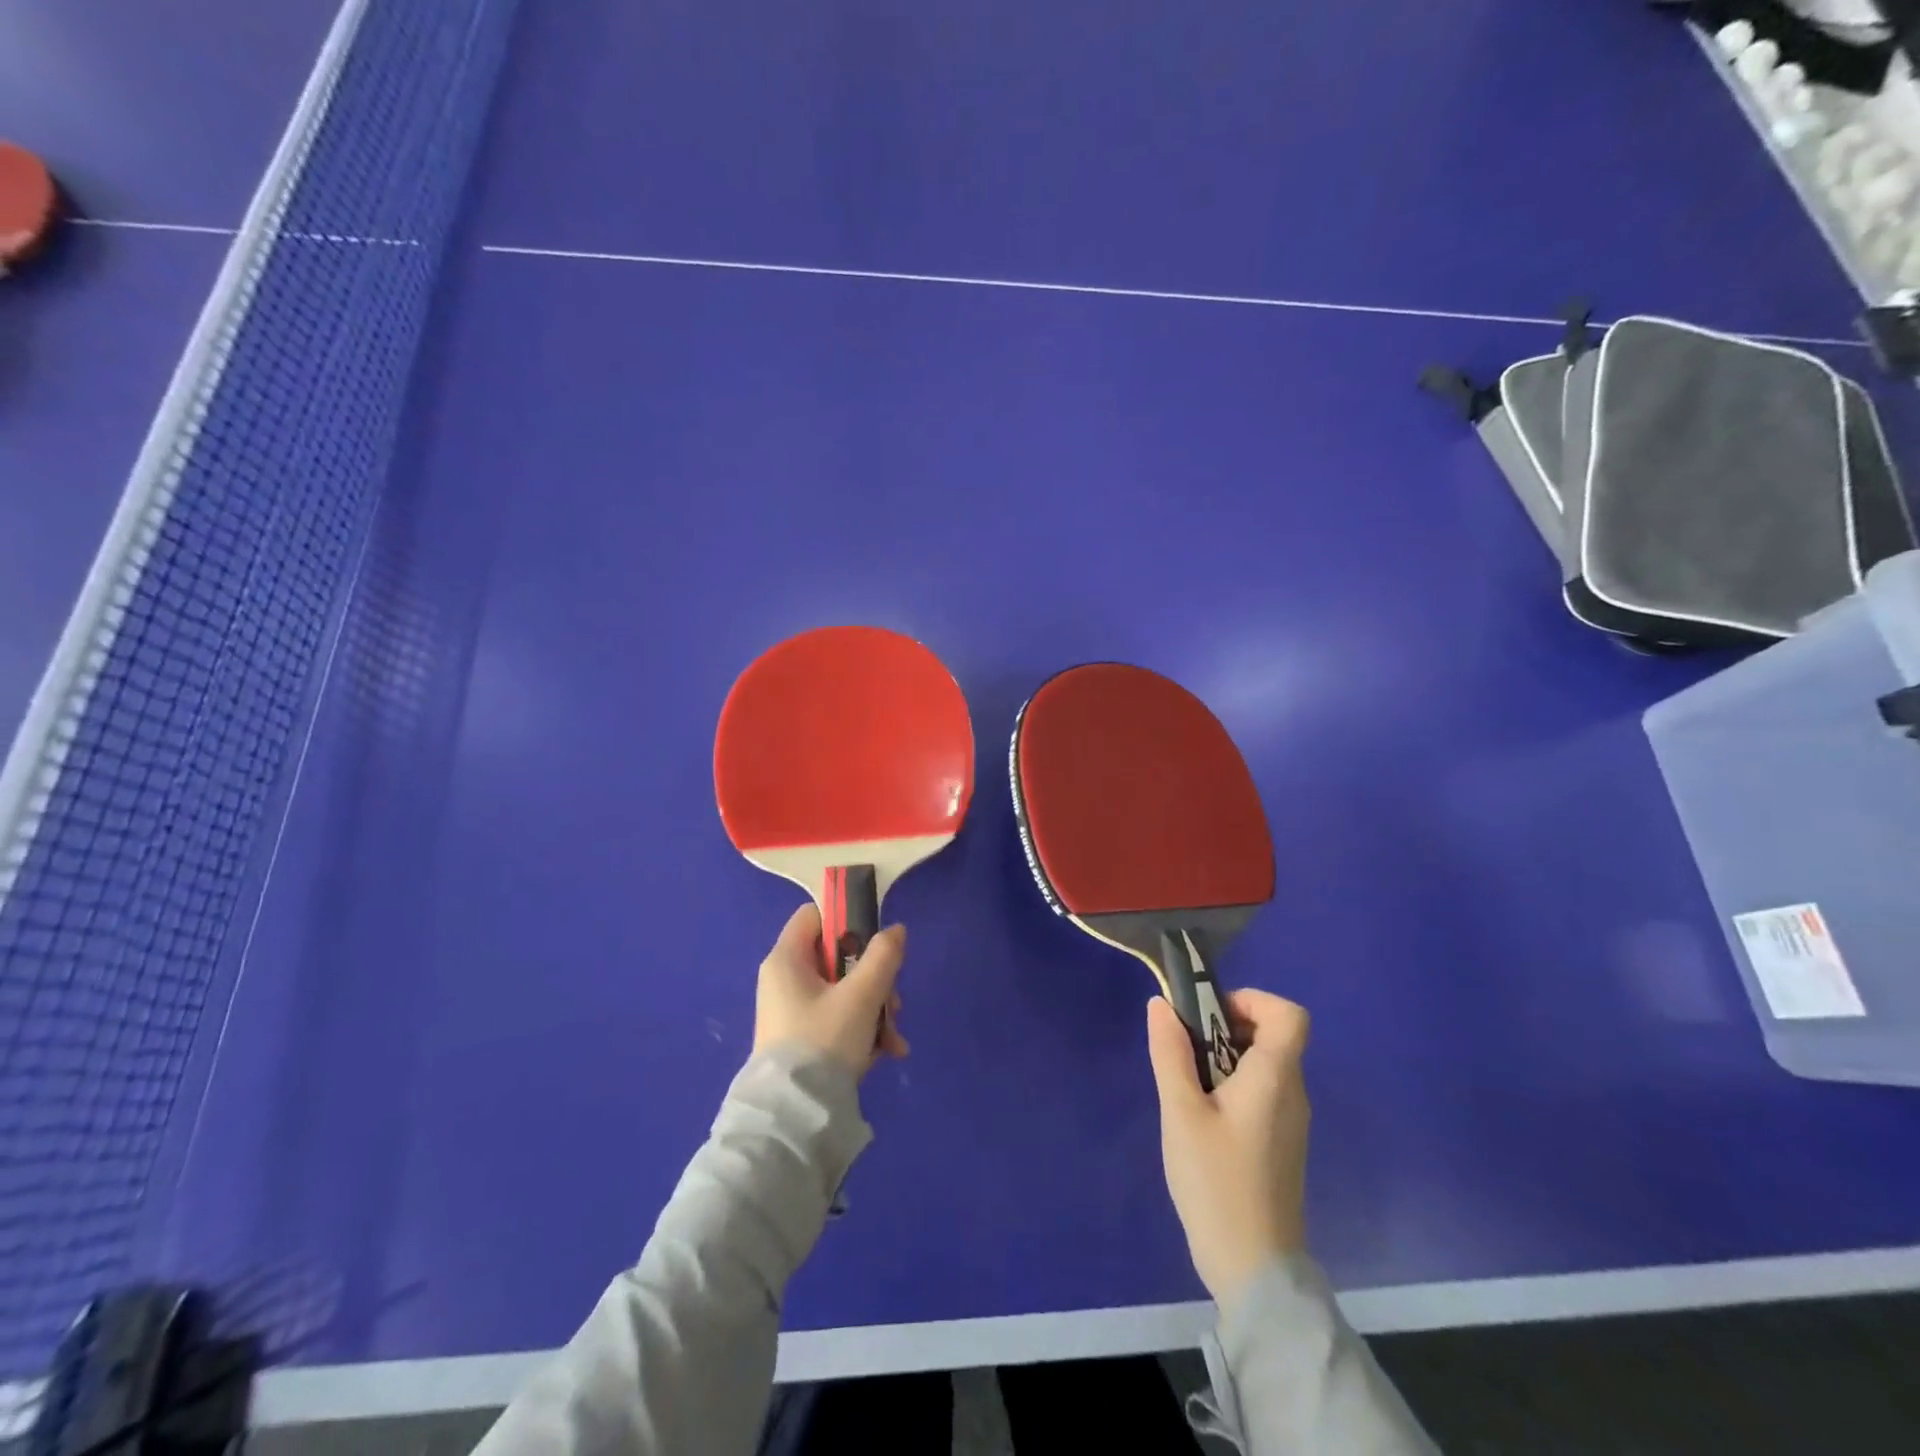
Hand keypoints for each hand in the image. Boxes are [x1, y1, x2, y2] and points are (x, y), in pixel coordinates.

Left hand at [754, 902, 908, 1078]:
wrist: (794, 1118)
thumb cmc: (824, 1042)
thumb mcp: (862, 995)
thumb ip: (883, 956)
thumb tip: (895, 930)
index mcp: (786, 959)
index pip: (815, 915)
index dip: (847, 919)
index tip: (876, 939)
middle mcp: (784, 980)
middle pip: (838, 958)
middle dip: (874, 979)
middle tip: (893, 1002)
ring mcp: (792, 1012)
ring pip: (844, 991)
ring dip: (875, 1009)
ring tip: (893, 1038)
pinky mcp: (802, 1040)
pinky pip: (838, 1019)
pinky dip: (862, 1031)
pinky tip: (885, 1053)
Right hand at [1147, 989, 1309, 1307]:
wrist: (1254, 1269)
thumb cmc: (1216, 1182)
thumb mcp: (1181, 1112)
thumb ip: (1170, 1053)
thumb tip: (1162, 1004)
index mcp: (1275, 1077)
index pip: (1289, 1014)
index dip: (1251, 1000)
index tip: (1209, 1015)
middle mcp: (1292, 1092)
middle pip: (1271, 1035)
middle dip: (1225, 1027)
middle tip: (1185, 1051)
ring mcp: (1290, 1121)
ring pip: (1263, 1064)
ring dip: (1224, 1058)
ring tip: (1187, 1087)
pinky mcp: (1281, 1143)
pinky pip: (1261, 1092)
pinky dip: (1232, 1085)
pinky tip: (1202, 1118)